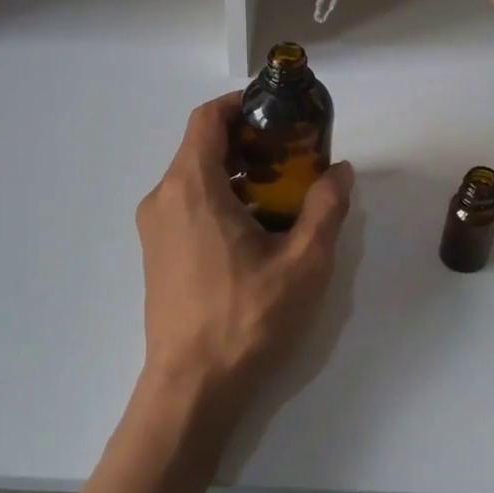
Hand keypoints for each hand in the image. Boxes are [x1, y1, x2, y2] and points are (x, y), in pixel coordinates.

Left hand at [135, 95, 353, 418]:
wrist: (192, 387)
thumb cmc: (247, 318)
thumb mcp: (303, 262)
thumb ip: (326, 208)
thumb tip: (340, 170)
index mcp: (192, 188)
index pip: (207, 118)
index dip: (241, 104)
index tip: (277, 112)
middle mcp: (163, 198)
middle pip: (202, 147)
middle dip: (248, 142)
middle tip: (293, 156)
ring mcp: (154, 228)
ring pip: (194, 178)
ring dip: (237, 174)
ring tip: (282, 195)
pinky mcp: (156, 254)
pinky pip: (187, 206)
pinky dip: (220, 200)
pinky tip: (255, 231)